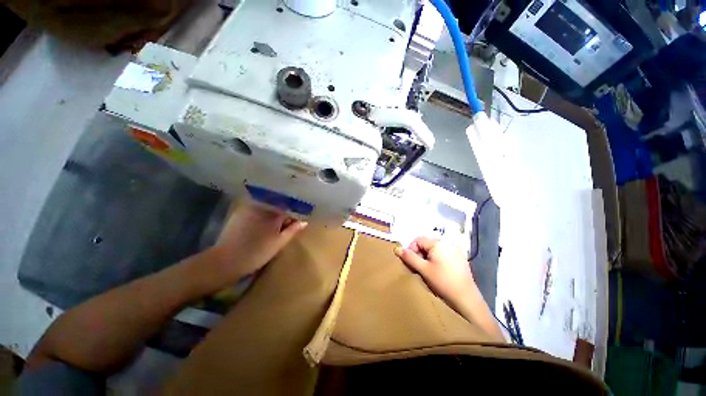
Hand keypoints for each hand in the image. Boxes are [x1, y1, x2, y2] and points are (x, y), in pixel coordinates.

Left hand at [210, 201, 307, 282]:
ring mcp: (249, 210)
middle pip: (278, 207)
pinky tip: (259, 226)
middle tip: (284, 226)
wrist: (226, 261)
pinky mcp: (239, 214)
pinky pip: (255, 211)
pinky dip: (260, 216)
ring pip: (266, 208)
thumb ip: (292, 230)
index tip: (295, 224)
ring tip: (272, 227)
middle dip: (283, 215)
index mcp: (274, 214)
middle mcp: (262, 207)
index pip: (289, 210)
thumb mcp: (279, 243)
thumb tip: (304, 221)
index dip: (293, 217)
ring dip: (271, 215)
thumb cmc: (257, 253)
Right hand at [395, 237, 475, 310]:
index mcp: (438, 243)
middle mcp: (447, 243)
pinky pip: (443, 254)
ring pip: (434, 250)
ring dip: (427, 257)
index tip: (409, 263)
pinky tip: (437, 272)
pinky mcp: (460, 259)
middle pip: (426, 244)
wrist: (466, 299)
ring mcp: (455, 251)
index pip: (418, 240)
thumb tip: (397, 249)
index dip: (411, 249)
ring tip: (426, 271)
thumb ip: (410, 257)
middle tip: (417, 268)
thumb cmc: (443, 282)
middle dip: (419, 254)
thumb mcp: (423, 269)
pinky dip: (436, 260)